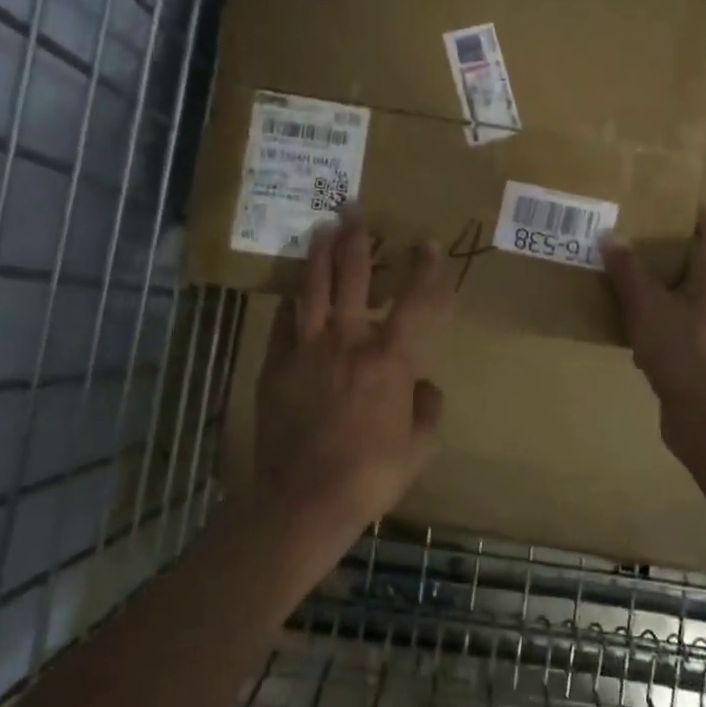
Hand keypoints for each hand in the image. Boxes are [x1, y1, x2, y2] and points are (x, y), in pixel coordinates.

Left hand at [253, 206, 451, 542]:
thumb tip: (424, 387)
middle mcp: (348, 341)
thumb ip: (427, 410)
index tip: (429, 244)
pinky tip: (293, 289)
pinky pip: (284, 322)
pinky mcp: (276, 365)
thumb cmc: (371, 474)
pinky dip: (292, 301)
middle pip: (353, 277)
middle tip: (354, 208)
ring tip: (321, 227)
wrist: (305, 498)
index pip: (416, 302)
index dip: (427, 270)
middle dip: (356, 239)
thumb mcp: (419, 448)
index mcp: (390, 359)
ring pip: (313, 289)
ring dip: (319, 254)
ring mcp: (307, 349)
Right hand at [602, 208, 705, 435]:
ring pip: (681, 296)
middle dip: (662, 250)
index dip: (693, 212)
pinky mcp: (699, 354)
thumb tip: (610, 237)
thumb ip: (628, 271)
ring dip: (654, 287)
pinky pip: (673, 326)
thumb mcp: (648, 305)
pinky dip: (652, 321)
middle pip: (694, 263)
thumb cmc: (682, 348)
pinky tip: (624, 326)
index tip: (663, 200)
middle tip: (628, 238)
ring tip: (618, 277)